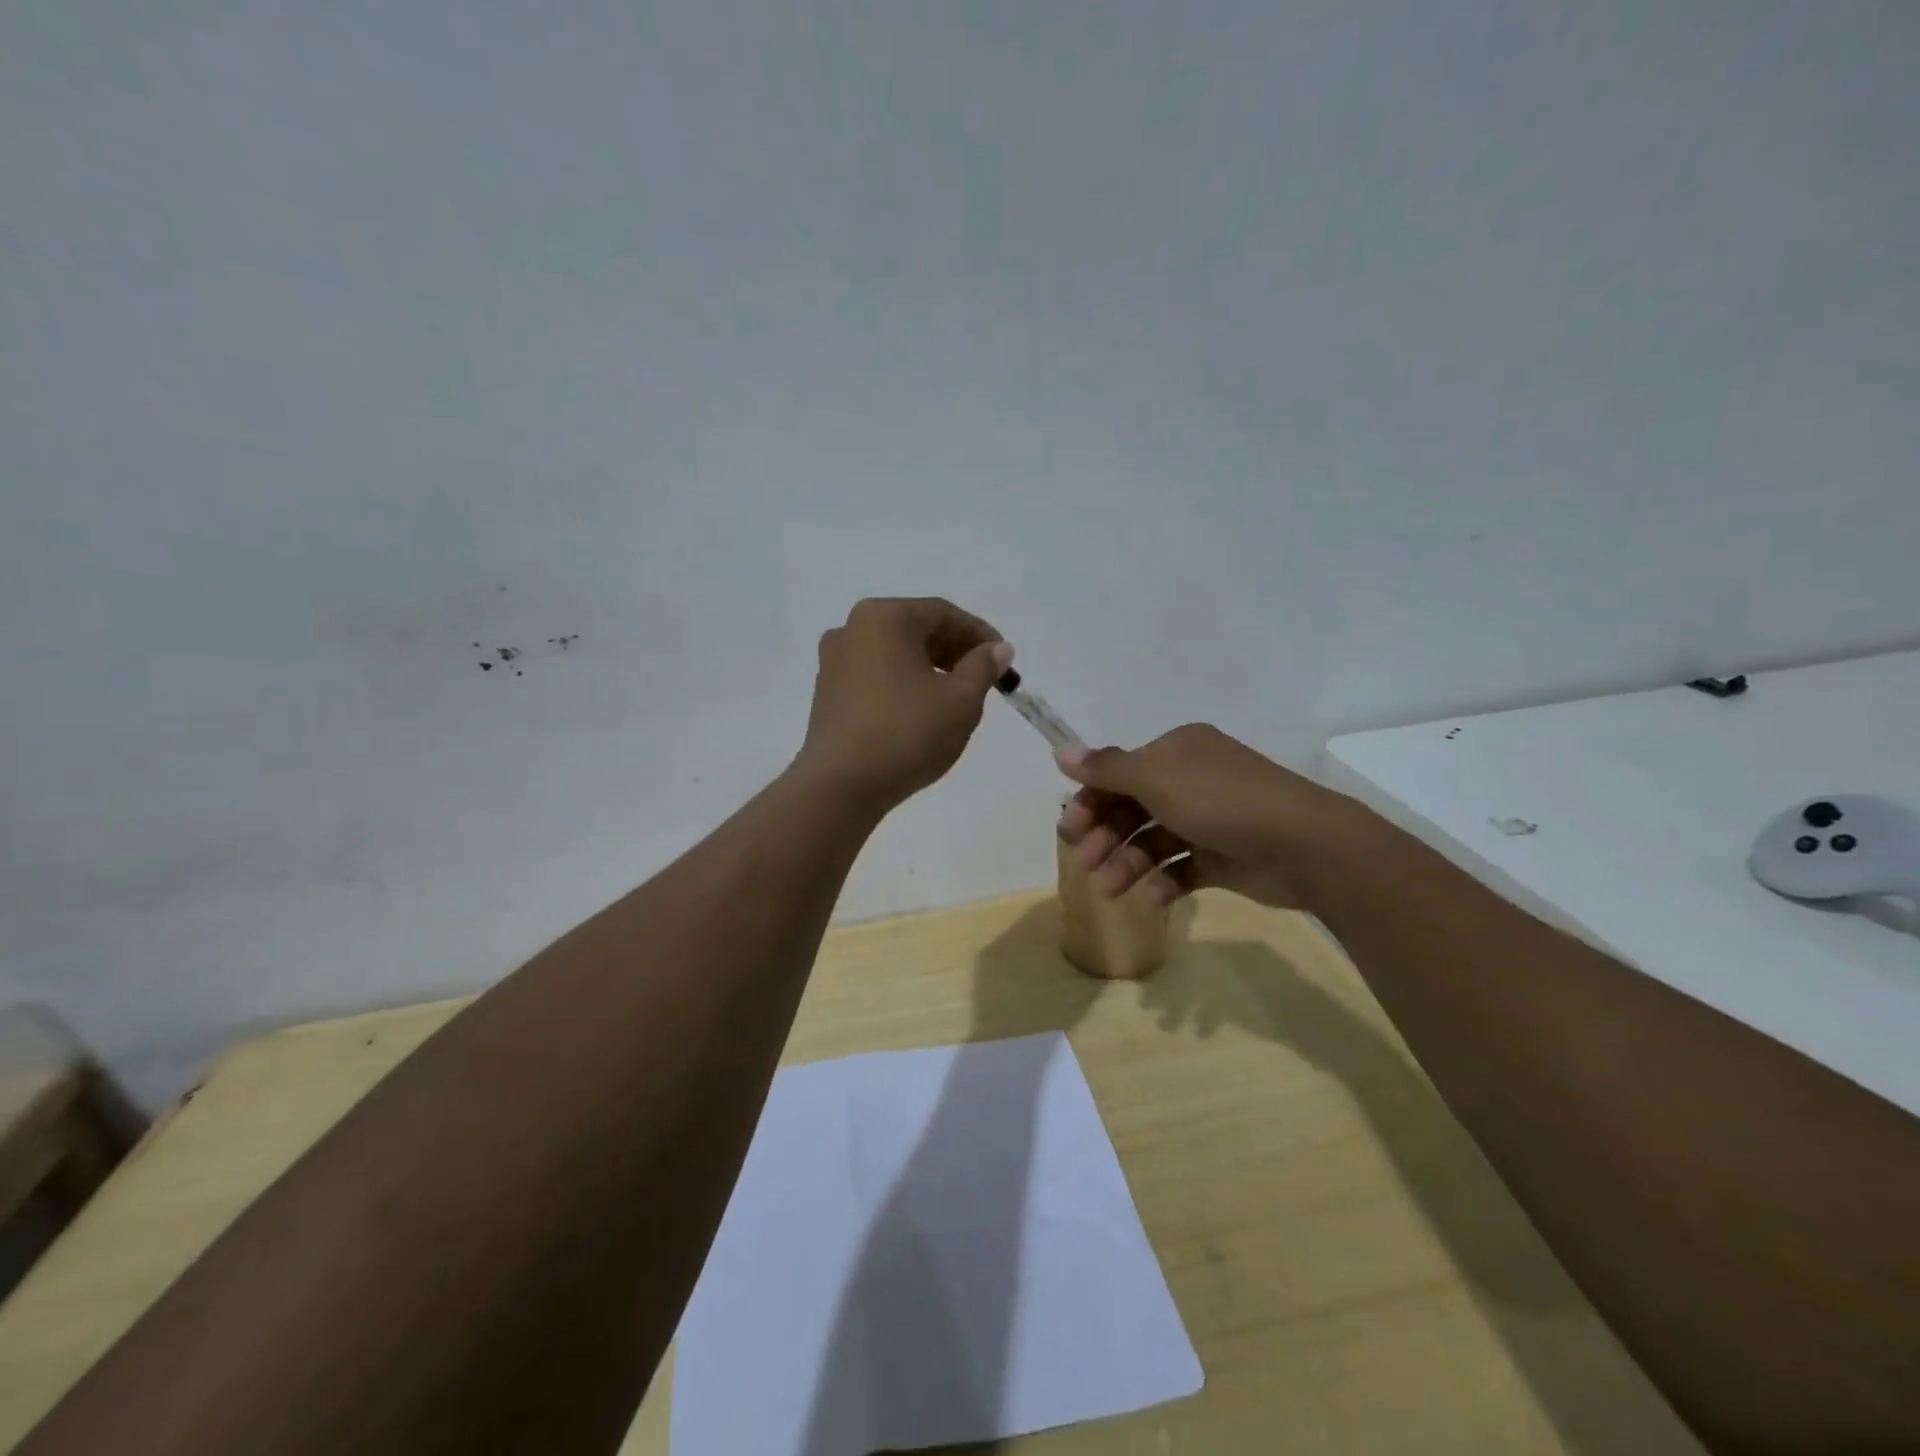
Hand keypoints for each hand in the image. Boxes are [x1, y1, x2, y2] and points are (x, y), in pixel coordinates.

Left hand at [796, 597, 1013, 812]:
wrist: (840, 786)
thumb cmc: (907, 733)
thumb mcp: (960, 700)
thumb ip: (983, 667)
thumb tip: (998, 649)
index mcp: (884, 618)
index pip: (943, 613)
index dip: (979, 634)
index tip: (1004, 659)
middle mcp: (852, 629)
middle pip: (915, 629)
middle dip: (954, 651)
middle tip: (984, 678)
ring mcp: (834, 661)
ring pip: (895, 654)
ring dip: (929, 668)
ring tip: (956, 698)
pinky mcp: (827, 693)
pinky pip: (875, 675)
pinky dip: (903, 683)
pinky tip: (920, 712)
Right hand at [1055, 723, 1363, 909]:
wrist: (1304, 845)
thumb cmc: (1221, 801)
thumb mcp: (1156, 778)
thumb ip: (1106, 768)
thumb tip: (1059, 750)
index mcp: (1177, 752)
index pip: (1121, 773)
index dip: (1091, 800)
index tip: (1069, 829)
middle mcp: (1191, 780)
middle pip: (1133, 807)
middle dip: (1106, 835)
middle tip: (1084, 863)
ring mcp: (1209, 820)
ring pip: (1153, 840)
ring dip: (1128, 863)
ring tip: (1111, 890)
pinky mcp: (1223, 857)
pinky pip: (1182, 867)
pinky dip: (1163, 881)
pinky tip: (1152, 897)